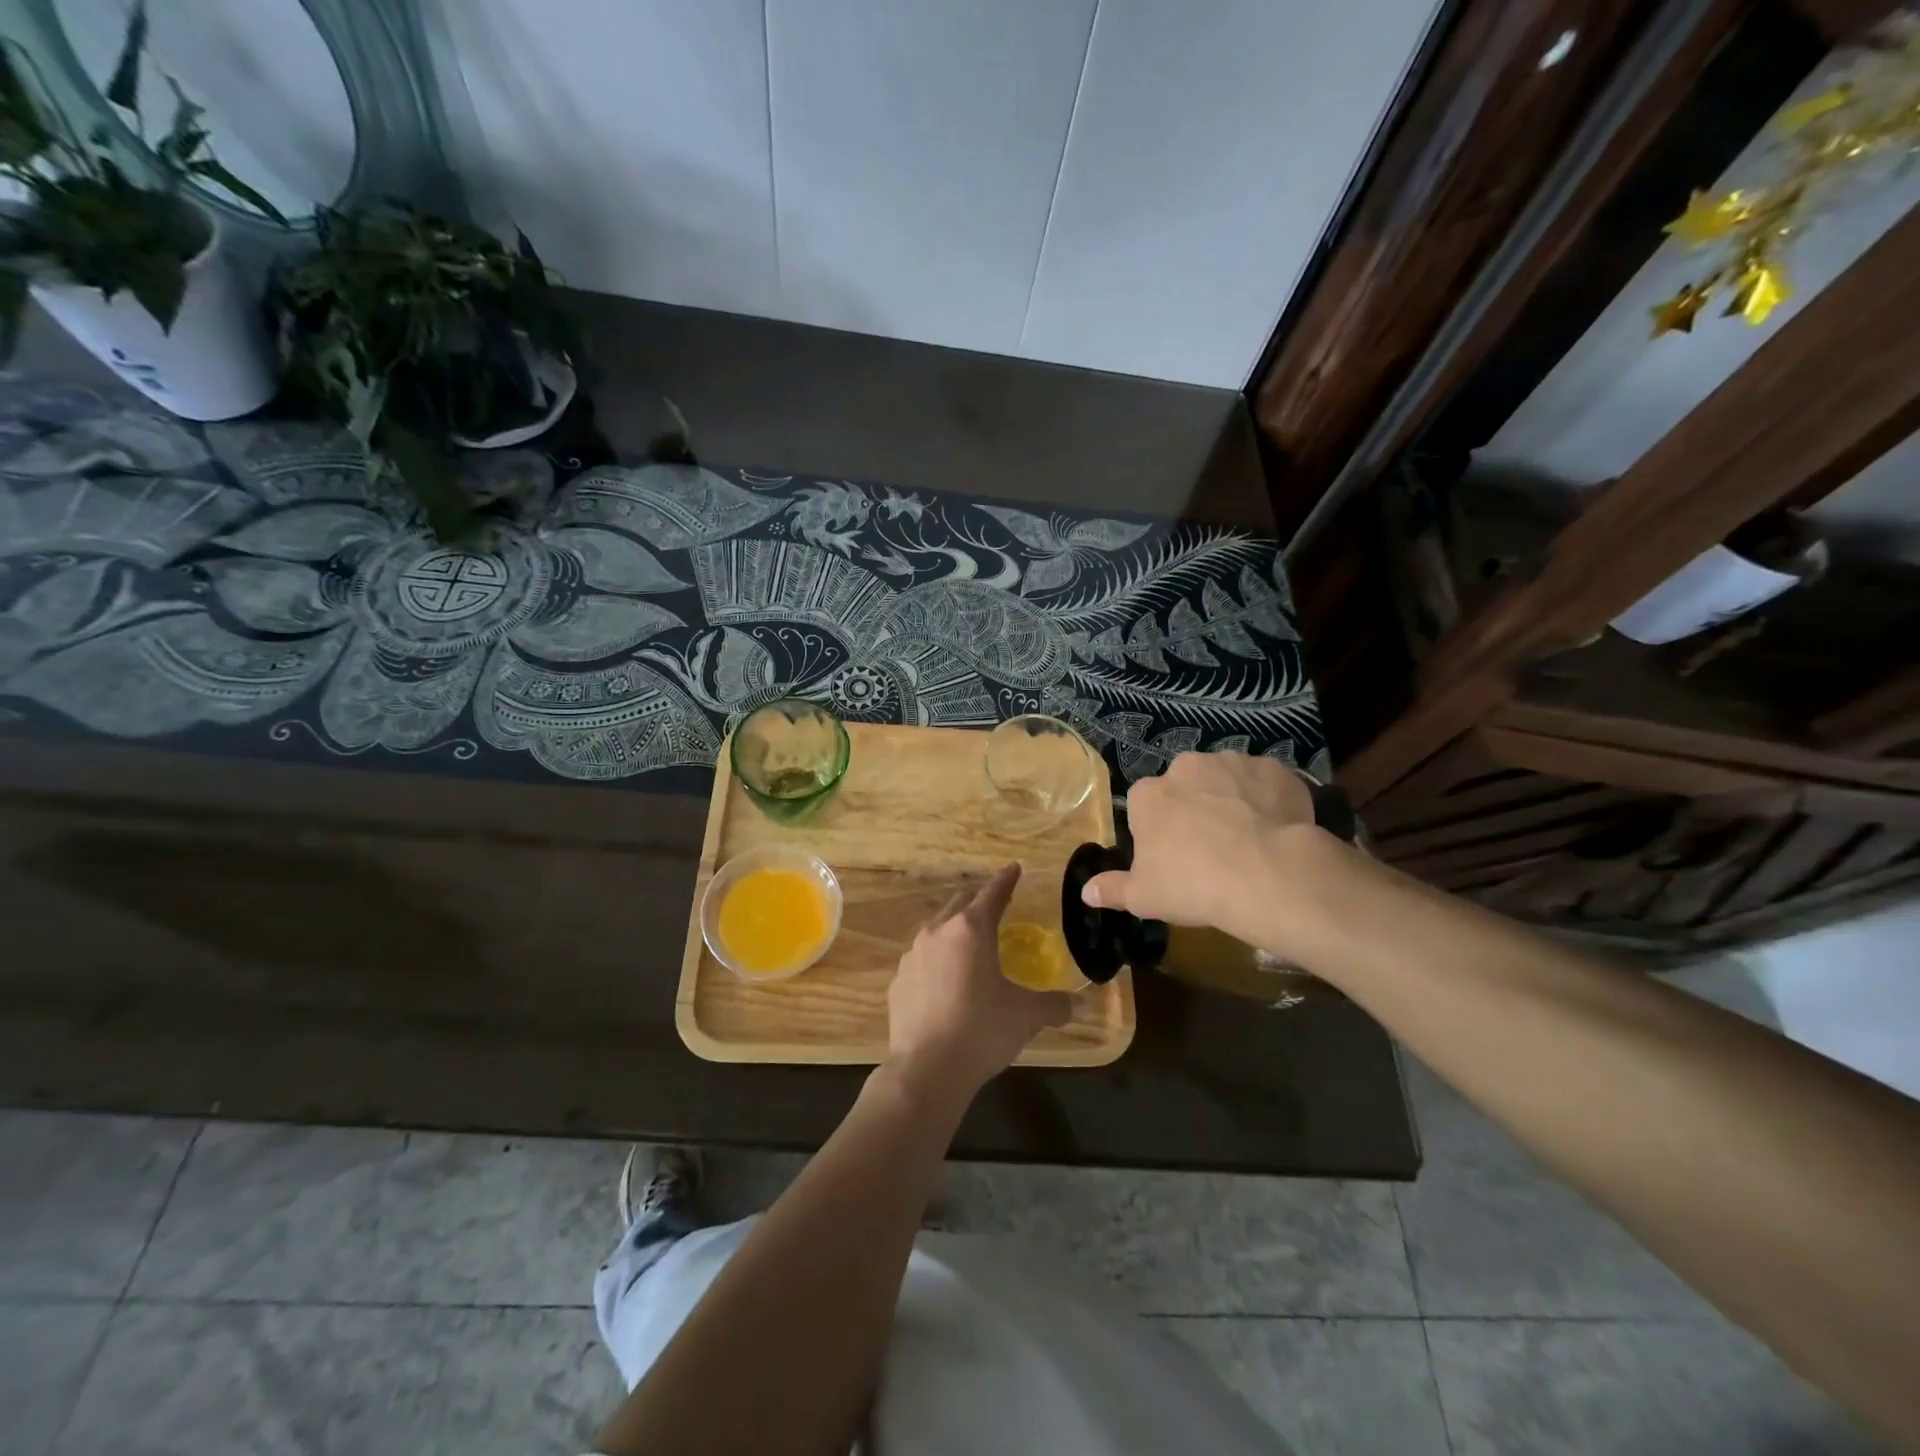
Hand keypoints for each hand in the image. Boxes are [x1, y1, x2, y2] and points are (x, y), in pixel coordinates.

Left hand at [886, 863, 1071, 1106]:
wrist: (926, 1070)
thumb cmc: (982, 1031)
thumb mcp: (1026, 1016)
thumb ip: (1054, 1005)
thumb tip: (1078, 1005)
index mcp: (971, 930)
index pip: (992, 894)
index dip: (1006, 880)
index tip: (1014, 868)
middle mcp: (938, 933)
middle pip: (960, 906)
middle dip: (978, 903)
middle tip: (994, 907)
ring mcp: (912, 957)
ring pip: (936, 931)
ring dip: (953, 932)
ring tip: (968, 947)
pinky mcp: (898, 982)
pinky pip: (921, 961)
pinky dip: (936, 962)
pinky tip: (943, 982)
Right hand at [1081, 751, 1335, 955]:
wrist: (1267, 876)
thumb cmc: (1193, 885)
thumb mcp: (1144, 897)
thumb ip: (1113, 890)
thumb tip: (1087, 892)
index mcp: (1148, 794)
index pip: (1145, 805)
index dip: (1159, 829)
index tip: (1173, 855)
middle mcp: (1186, 767)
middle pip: (1185, 785)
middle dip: (1196, 807)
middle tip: (1211, 847)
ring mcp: (1232, 762)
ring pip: (1226, 779)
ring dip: (1232, 799)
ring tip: (1248, 839)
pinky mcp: (1273, 768)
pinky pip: (1265, 782)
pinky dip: (1268, 799)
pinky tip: (1277, 829)